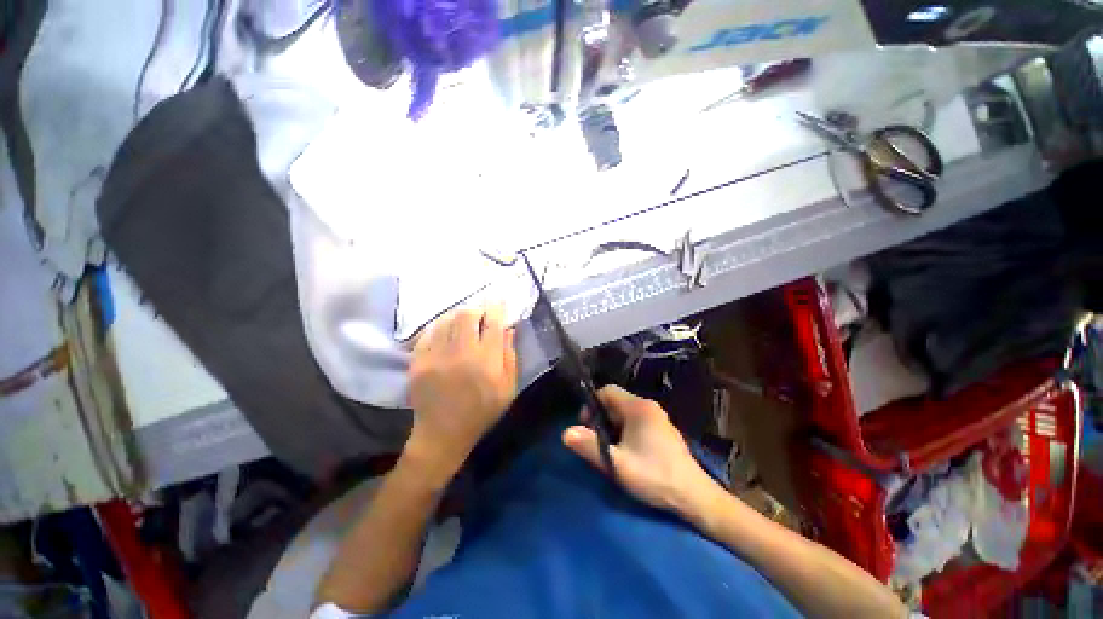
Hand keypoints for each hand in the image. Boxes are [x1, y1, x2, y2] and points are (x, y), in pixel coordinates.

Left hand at [405, 306, 518, 486]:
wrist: (442, 434)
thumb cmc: (482, 411)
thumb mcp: (508, 388)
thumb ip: (510, 355)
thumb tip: (508, 327)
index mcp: (486, 362)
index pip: (493, 323)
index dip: (497, 308)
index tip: (499, 301)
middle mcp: (460, 354)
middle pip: (466, 315)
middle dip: (476, 309)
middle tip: (480, 315)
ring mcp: (435, 357)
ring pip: (446, 320)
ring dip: (458, 317)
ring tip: (464, 323)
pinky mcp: (417, 362)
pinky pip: (428, 333)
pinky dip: (440, 327)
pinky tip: (446, 333)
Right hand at [562, 385, 716, 515]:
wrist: (694, 497)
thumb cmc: (654, 476)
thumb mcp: (617, 464)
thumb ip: (590, 447)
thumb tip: (566, 433)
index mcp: (638, 407)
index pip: (607, 391)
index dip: (592, 405)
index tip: (586, 427)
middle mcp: (648, 406)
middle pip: (615, 402)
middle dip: (601, 418)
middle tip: (597, 442)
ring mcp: (658, 418)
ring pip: (625, 413)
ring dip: (612, 427)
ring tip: (611, 450)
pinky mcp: (663, 430)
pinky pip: (636, 421)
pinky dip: (625, 431)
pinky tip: (627, 453)